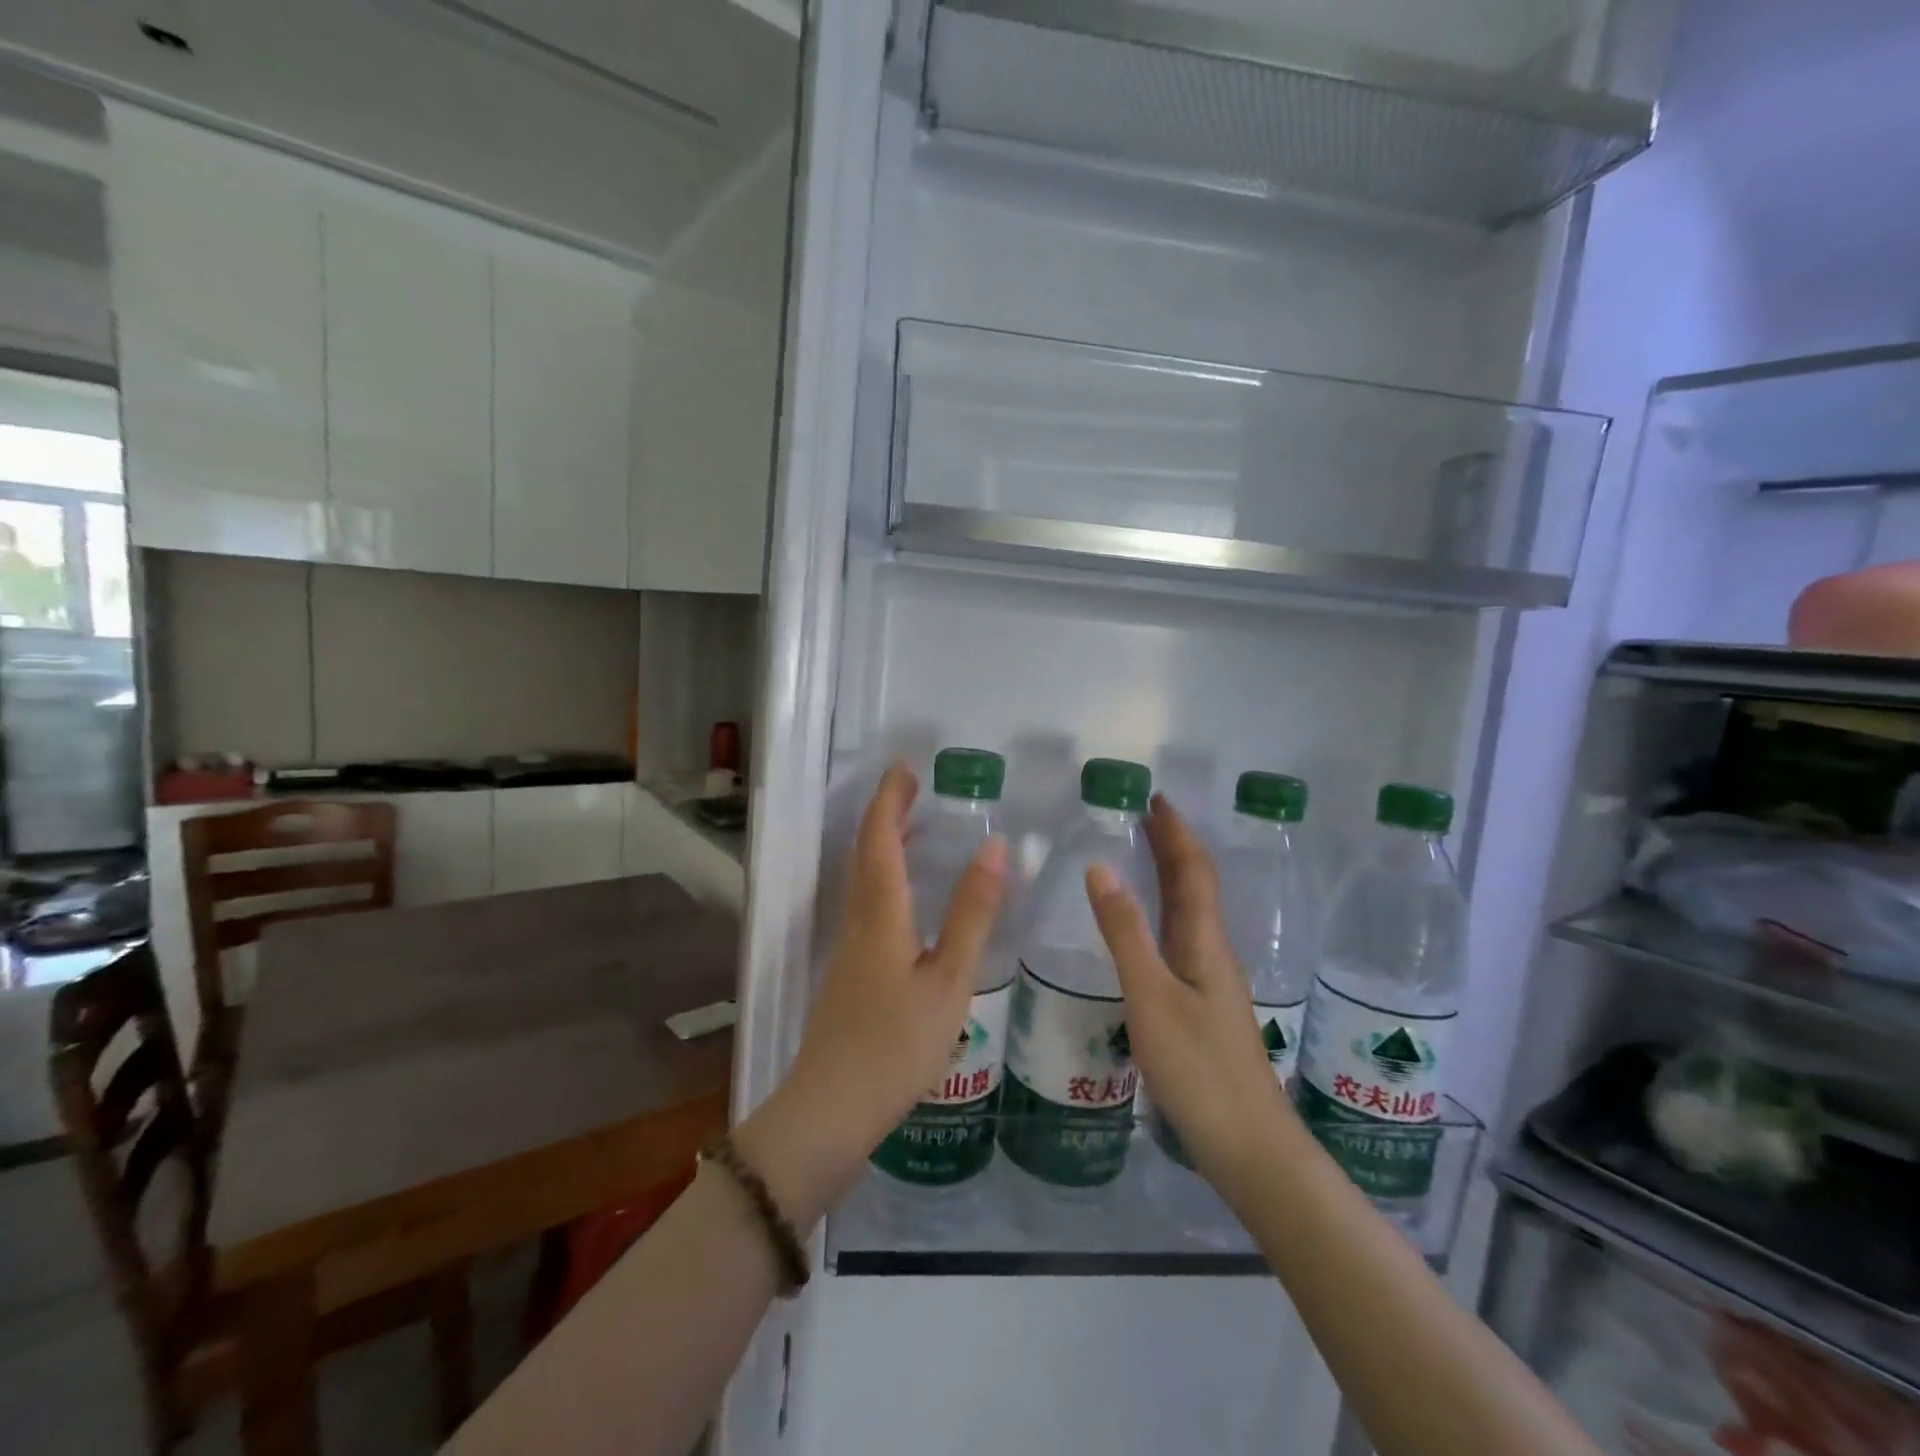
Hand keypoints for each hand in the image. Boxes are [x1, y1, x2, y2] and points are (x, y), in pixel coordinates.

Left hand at [738, 764, 1006, 1223]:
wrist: (831, 1111)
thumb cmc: (897, 1044)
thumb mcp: (949, 979)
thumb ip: (972, 914)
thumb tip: (994, 847)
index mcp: (880, 914)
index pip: (880, 839)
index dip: (890, 799)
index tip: (905, 767)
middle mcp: (858, 921)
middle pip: (866, 853)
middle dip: (887, 814)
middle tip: (915, 788)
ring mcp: (849, 950)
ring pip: (864, 880)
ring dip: (885, 846)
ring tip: (918, 831)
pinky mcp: (849, 974)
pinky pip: (867, 905)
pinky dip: (887, 880)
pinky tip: (909, 901)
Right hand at [1084, 794, 1294, 1192]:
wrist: (1250, 1148)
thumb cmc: (1199, 1069)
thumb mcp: (1151, 997)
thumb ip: (1124, 933)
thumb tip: (1100, 866)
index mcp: (1204, 942)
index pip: (1192, 870)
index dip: (1176, 832)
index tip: (1155, 798)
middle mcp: (1212, 952)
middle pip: (1195, 885)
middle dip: (1173, 846)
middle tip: (1145, 815)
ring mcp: (1211, 981)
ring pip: (1190, 912)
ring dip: (1171, 876)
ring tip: (1144, 855)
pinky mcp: (1204, 1006)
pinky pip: (1182, 938)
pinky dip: (1165, 912)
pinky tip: (1149, 928)